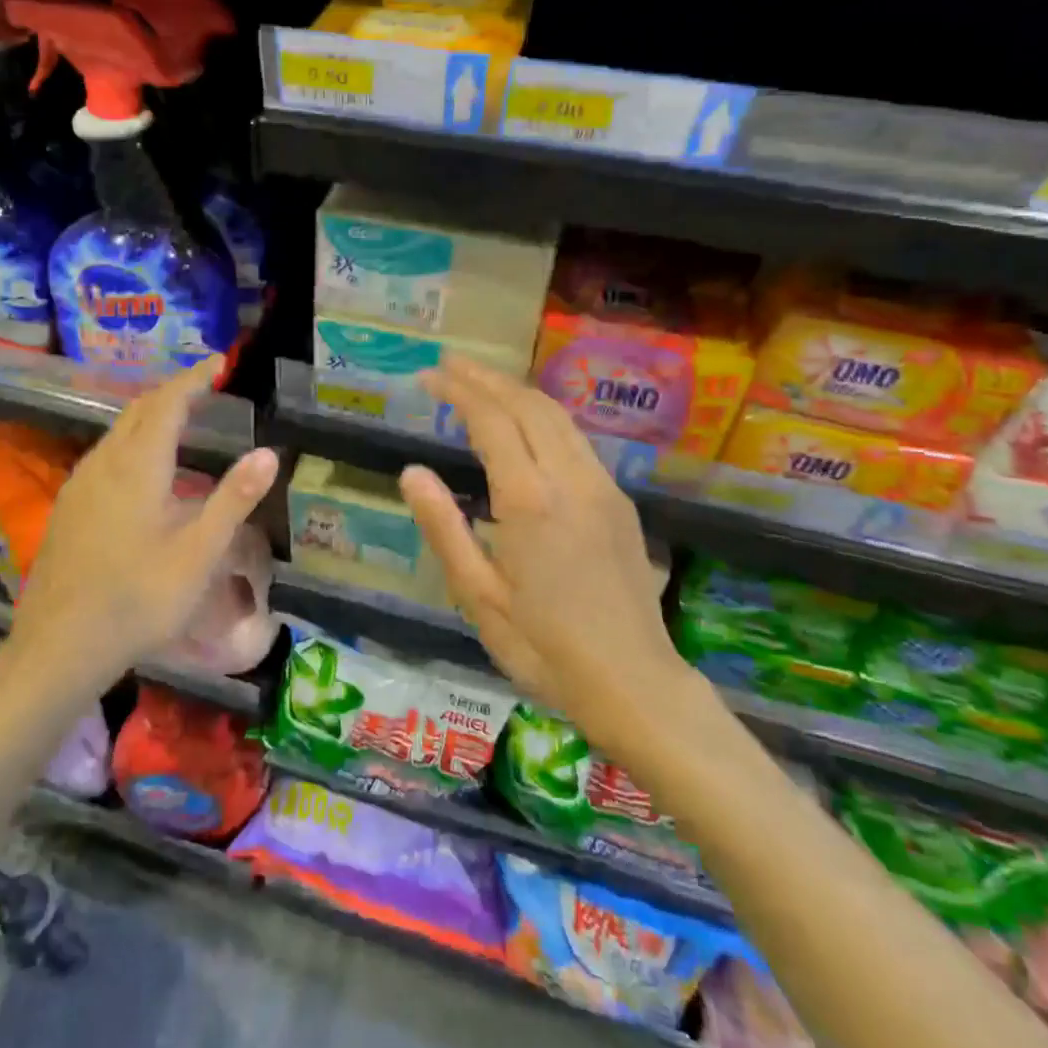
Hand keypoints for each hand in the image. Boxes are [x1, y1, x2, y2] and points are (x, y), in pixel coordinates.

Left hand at [8, 357, 278, 683]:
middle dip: (173, 391)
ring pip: (117, 430)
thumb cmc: (138, 599)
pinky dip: (132, 439)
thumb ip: (234, 499)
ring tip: (181, 416)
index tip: (219, 362)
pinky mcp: (68, 506)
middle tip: (205, 385)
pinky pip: (105, 453)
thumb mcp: (198, 553)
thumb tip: (268, 452)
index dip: (194, 378)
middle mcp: (104, 463)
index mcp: (138, 466)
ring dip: (150, 414)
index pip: (168, 402)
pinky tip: (143, 467)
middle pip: (139, 410)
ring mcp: (80, 484)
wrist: (59, 646)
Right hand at [398, 355, 686, 739]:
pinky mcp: (619, 500)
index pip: (491, 420)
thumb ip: (444, 528)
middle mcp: (569, 478)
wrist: (635, 683)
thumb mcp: (478, 597)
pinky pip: (576, 438)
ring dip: (516, 391)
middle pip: (527, 405)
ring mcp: (601, 486)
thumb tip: (412, 472)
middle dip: (486, 378)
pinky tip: (527, 423)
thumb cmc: (544, 647)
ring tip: (482, 381)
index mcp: (529, 499)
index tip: (428, 376)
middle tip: (449, 365)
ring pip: (557, 416)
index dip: (458, 391)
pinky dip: (543, 414)